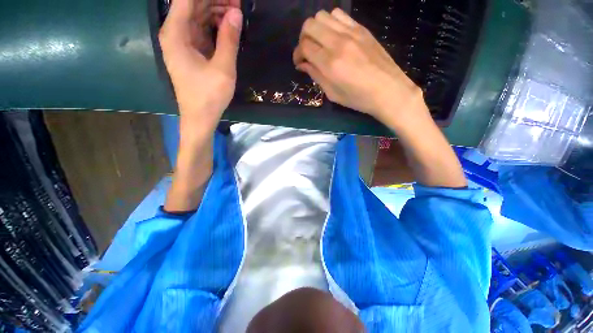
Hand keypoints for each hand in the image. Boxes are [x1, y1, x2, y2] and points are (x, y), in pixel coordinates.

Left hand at [160, 0, 242, 129]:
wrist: (200, 117)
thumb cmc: (209, 95)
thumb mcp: (223, 68)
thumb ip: (228, 39)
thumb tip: (236, 12)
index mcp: (176, 33)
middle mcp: (175, 33)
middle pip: (193, 4)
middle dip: (215, 0)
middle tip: (237, 1)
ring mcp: (183, 42)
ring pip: (198, 16)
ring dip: (216, 10)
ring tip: (236, 10)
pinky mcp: (191, 51)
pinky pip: (201, 29)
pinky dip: (214, 25)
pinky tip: (228, 24)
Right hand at [293, 9, 426, 126]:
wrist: (388, 90)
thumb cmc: (358, 98)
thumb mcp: (333, 94)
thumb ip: (316, 76)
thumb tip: (303, 65)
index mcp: (330, 63)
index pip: (304, 46)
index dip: (297, 54)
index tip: (299, 63)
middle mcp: (338, 42)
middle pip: (310, 25)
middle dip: (303, 38)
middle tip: (307, 51)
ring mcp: (351, 32)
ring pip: (323, 15)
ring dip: (316, 28)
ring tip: (320, 43)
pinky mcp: (361, 29)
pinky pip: (340, 15)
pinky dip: (331, 23)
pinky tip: (334, 36)